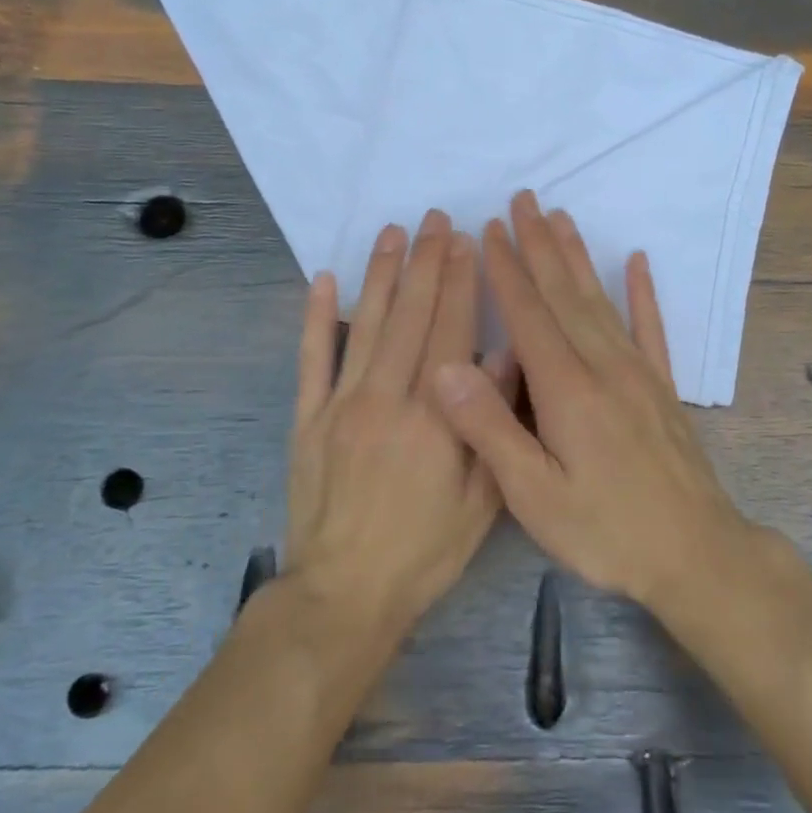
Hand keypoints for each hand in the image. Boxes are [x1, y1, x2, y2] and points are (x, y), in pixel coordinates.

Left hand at [287, 211, 513, 636]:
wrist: (345, 593)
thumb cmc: (424, 552)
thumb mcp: (480, 501)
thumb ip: (490, 426)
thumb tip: (505, 360)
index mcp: (434, 417)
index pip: (451, 332)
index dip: (460, 282)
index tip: (466, 241)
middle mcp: (386, 398)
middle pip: (410, 316)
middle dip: (425, 263)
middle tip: (434, 219)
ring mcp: (341, 405)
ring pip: (365, 325)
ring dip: (380, 275)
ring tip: (392, 233)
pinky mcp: (307, 420)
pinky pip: (311, 360)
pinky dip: (316, 318)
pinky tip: (323, 280)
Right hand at [433, 192, 749, 607]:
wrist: (696, 554)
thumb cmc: (606, 531)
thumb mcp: (534, 496)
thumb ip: (490, 429)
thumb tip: (447, 366)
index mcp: (566, 389)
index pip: (528, 313)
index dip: (505, 268)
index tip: (487, 228)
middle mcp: (603, 366)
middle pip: (564, 293)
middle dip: (539, 244)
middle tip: (522, 200)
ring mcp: (638, 373)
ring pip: (601, 300)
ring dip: (578, 256)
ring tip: (561, 217)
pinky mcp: (663, 387)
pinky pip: (650, 328)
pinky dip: (643, 292)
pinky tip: (638, 262)